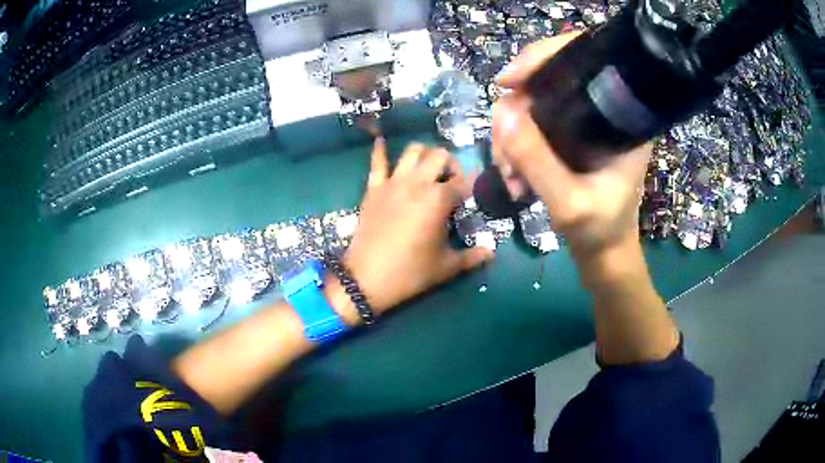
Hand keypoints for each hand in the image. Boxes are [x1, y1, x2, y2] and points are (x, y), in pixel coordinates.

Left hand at [342, 139, 493, 312]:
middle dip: (451, 164)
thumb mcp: (446, 267)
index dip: (473, 186)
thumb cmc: (410, 273)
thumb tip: (491, 253)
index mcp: (439, 199)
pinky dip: (380, 150)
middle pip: (440, 156)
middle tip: (452, 182)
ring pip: (412, 150)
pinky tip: (381, 141)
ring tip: (428, 169)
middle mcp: (417, 183)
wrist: (366, 279)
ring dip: (425, 154)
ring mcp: (393, 182)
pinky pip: (376, 162)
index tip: (475, 195)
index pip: (464, 181)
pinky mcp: (373, 188)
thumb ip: (472, 257)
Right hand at [491, 33, 650, 257]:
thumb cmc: (600, 232)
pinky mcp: (568, 137)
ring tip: (510, 177)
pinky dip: (514, 145)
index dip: (543, 57)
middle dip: (516, 112)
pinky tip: (512, 174)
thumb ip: (537, 160)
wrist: (604, 255)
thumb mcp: (569, 202)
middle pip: (548, 81)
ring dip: (510, 136)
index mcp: (622, 116)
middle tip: (505, 156)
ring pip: (532, 104)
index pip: (583, 58)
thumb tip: (501, 113)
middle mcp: (602, 110)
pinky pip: (530, 124)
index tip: (507, 82)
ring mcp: (582, 123)